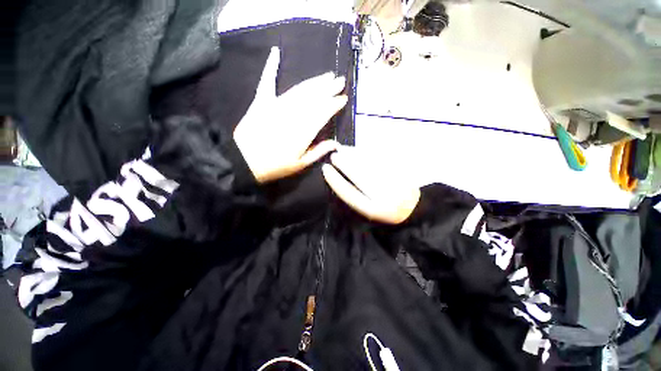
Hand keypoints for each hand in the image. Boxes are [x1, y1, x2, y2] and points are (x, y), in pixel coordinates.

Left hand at [234, 47, 347, 182]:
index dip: (334, 104)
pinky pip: (267, 81)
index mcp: (304, 131)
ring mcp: (277, 105)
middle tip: (340, 80)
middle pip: (314, 98)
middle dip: (329, 88)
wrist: (244, 161)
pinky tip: (276, 52)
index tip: (343, 98)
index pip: (323, 113)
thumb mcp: (300, 164)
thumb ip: (318, 152)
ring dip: (314, 81)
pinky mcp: (262, 101)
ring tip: (326, 75)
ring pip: (299, 90)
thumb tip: (336, 143)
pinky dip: (271, 67)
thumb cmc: (275, 166)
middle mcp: (293, 114)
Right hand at [322, 146, 420, 223]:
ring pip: (371, 165)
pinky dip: (368, 153)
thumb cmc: (385, 212)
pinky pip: (382, 159)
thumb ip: (354, 196)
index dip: (335, 181)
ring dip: (355, 155)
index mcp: (375, 210)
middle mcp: (386, 197)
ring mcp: (397, 182)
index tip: (325, 169)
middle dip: (345, 165)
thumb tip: (338, 177)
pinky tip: (359, 150)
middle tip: (334, 156)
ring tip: (343, 150)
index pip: (350, 193)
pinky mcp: (403, 171)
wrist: (414, 208)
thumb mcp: (368, 210)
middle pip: (361, 177)